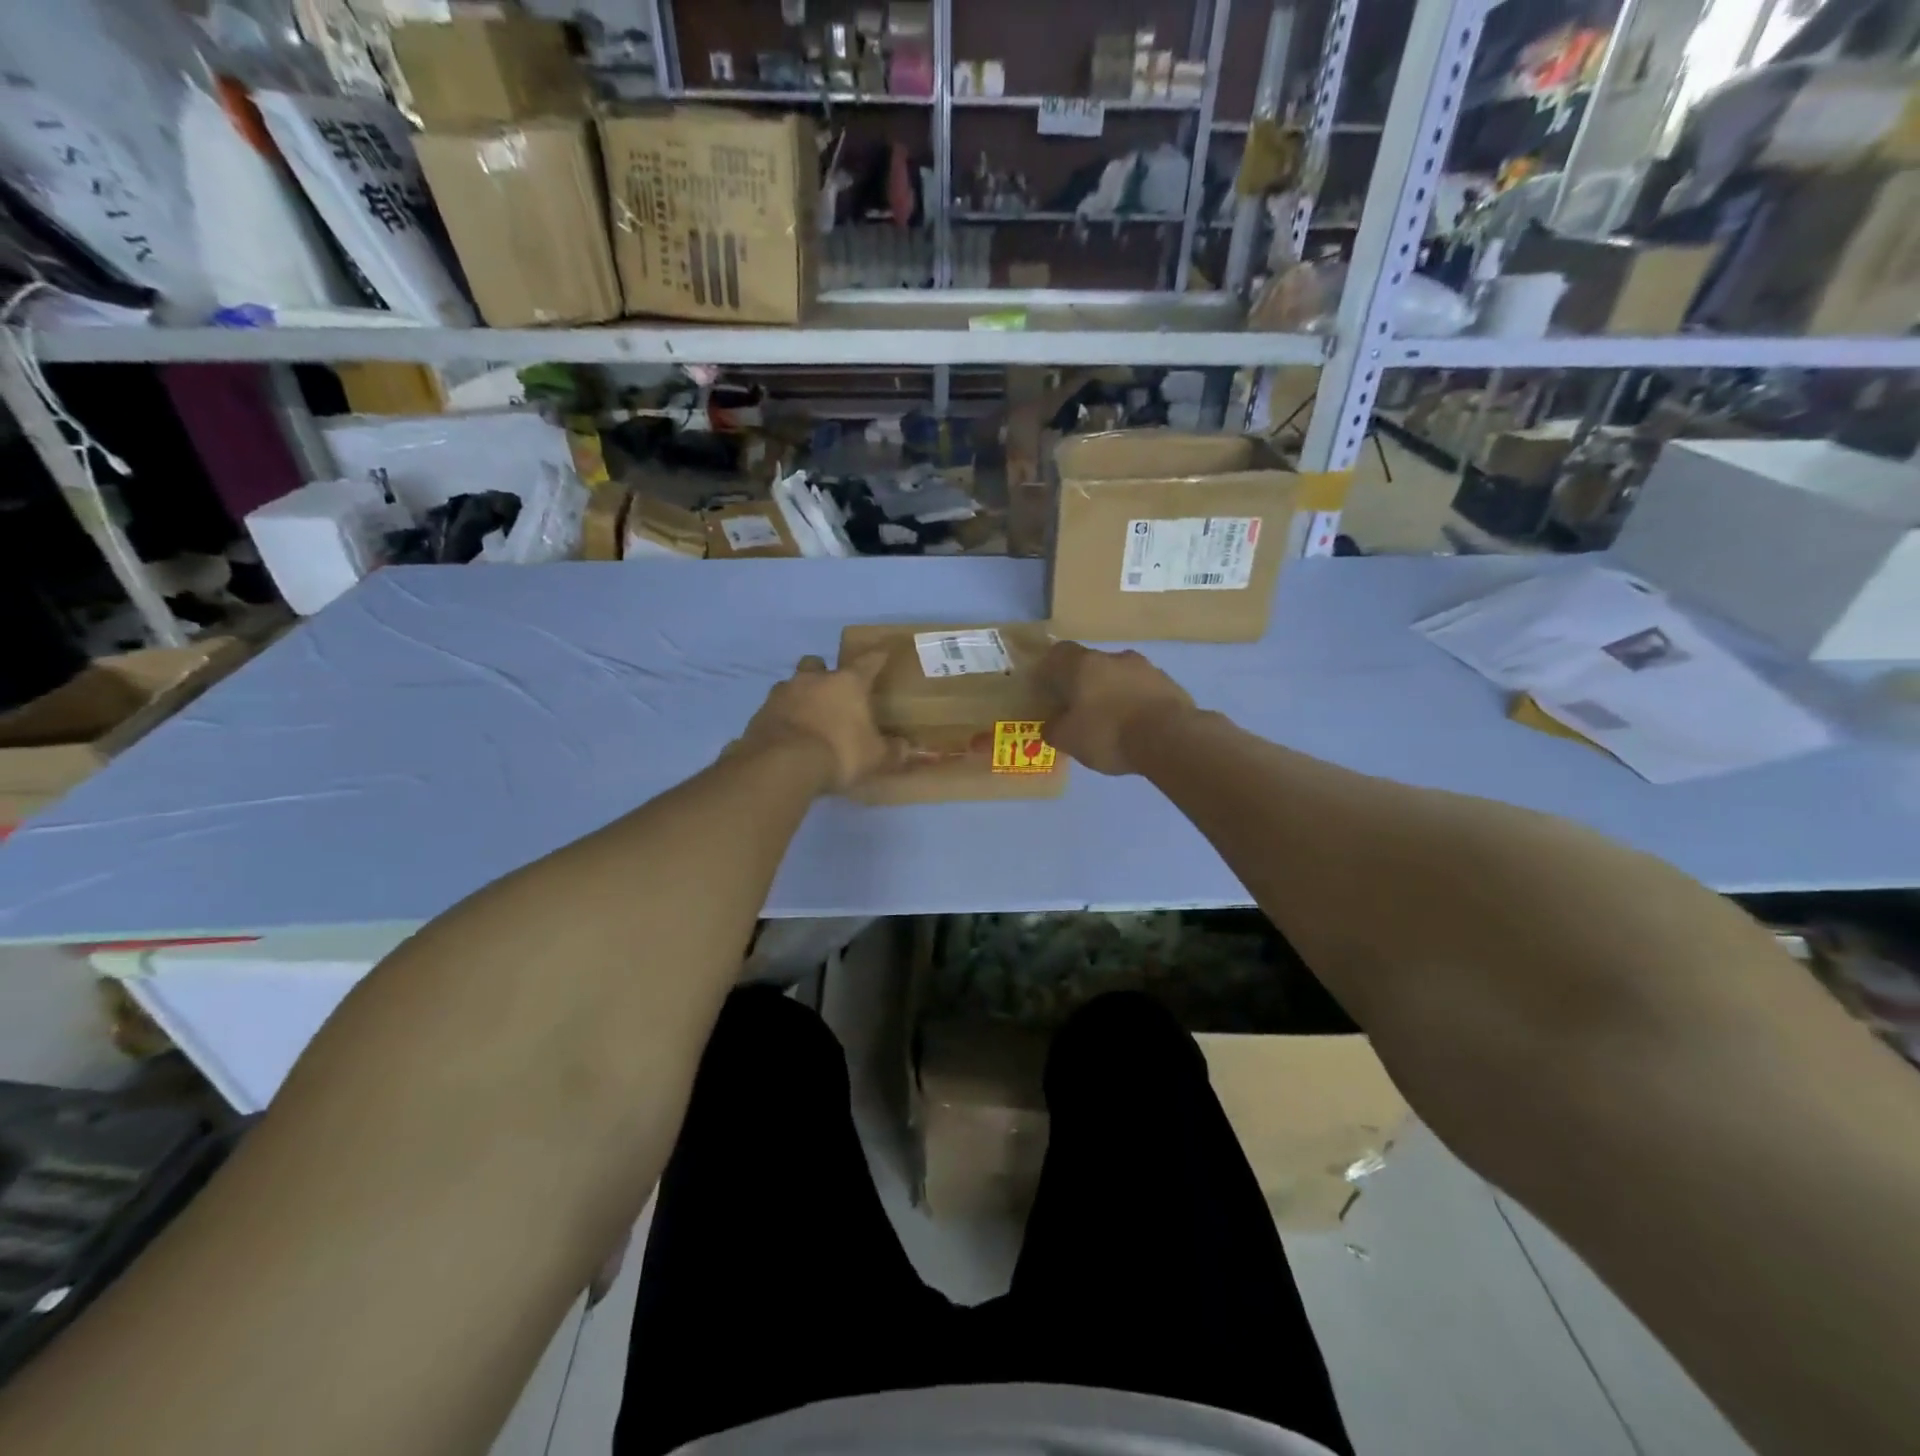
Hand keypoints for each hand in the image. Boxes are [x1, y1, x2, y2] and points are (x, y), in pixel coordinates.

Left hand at [738, 652, 907, 792]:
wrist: (782, 764)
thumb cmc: (839, 752)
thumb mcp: (875, 757)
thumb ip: (895, 752)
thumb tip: (915, 751)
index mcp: (847, 683)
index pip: (867, 662)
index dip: (877, 657)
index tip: (882, 652)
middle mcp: (813, 680)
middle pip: (817, 663)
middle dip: (823, 672)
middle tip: (830, 690)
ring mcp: (782, 694)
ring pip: (791, 684)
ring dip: (799, 695)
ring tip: (806, 716)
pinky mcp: (759, 714)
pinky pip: (774, 710)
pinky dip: (782, 718)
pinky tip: (787, 735)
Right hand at [1039, 641, 1196, 775]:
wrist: (1169, 738)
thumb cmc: (1108, 733)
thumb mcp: (1069, 739)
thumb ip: (1054, 729)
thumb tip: (1051, 725)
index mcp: (1084, 664)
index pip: (1060, 653)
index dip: (1051, 668)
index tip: (1049, 686)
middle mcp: (1115, 658)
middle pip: (1092, 664)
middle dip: (1085, 683)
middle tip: (1080, 709)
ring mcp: (1147, 668)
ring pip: (1121, 676)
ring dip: (1114, 692)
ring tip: (1112, 721)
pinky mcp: (1170, 685)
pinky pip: (1144, 691)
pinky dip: (1137, 703)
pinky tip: (1137, 727)